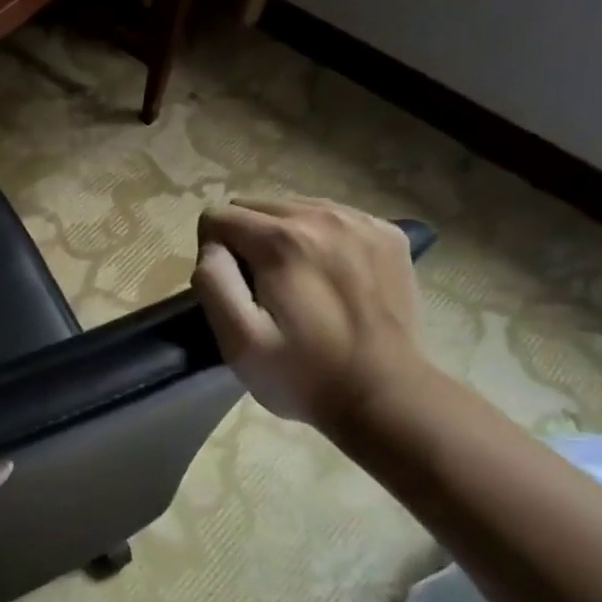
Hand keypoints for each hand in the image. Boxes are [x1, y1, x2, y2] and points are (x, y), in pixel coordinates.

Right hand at [193, 196, 429, 429]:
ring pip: (295, 208)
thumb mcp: (238, 340)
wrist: (386, 396)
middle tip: (263, 289)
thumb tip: (212, 247)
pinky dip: (321, 239)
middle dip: (247, 240)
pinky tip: (330, 277)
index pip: (218, 217)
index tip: (234, 291)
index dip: (213, 253)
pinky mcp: (389, 234)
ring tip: (296, 282)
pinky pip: (334, 218)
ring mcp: (362, 222)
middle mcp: (323, 216)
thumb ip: (213, 281)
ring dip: (283, 237)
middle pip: (256, 205)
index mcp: (282, 239)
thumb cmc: (302, 374)